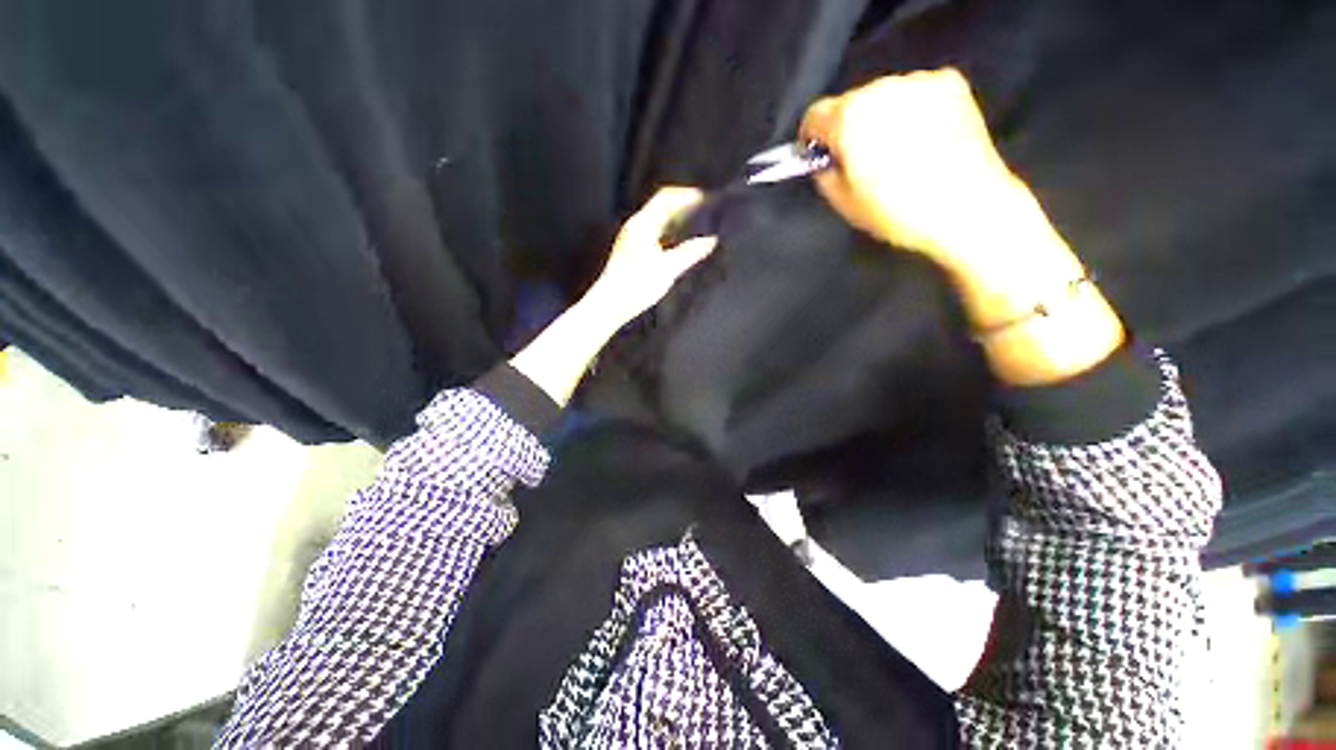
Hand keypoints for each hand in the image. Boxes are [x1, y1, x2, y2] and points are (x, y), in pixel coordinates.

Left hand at [583, 188, 717, 327]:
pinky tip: (678, 244)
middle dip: (683, 206)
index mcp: (642, 225)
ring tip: (695, 224)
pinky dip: (668, 232)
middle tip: (704, 210)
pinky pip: (653, 232)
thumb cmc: (636, 286)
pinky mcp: (631, 251)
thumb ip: (690, 253)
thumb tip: (710, 241)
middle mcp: (635, 227)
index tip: (705, 197)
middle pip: (661, 207)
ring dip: (676, 219)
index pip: (665, 198)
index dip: (686, 195)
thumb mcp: (667, 269)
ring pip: (657, 220)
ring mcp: (631, 238)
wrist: (610, 304)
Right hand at [801, 69, 1052, 274]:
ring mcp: (918, 83)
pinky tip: (921, 138)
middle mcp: (881, 90)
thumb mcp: (844, 203)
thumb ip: (825, 174)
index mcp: (850, 120)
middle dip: (848, 127)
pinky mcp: (950, 84)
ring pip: (883, 96)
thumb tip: (825, 161)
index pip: (814, 115)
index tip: (817, 154)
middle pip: (850, 103)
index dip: (811, 137)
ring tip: (896, 151)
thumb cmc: (898, 212)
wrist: (967, 207)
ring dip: (880, 117)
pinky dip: (910, 111)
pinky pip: (914, 93)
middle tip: (861, 159)